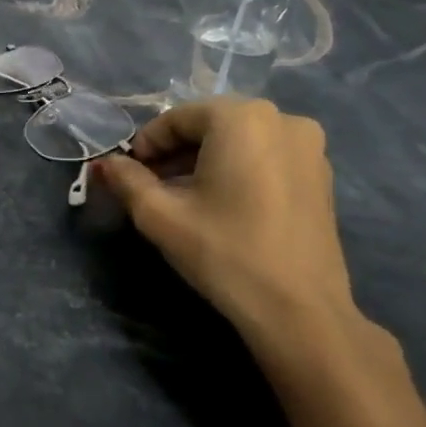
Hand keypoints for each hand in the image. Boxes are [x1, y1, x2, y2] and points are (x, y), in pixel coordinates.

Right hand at [93, 97, 357, 335]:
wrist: (298, 309)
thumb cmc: (223, 251)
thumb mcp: (159, 215)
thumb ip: (126, 180)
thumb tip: (104, 163)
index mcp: (241, 118)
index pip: (177, 118)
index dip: (146, 144)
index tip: (128, 174)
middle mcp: (282, 119)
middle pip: (210, 125)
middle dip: (175, 152)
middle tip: (150, 185)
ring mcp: (310, 147)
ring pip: (238, 141)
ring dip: (204, 160)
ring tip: (182, 197)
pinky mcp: (321, 175)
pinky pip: (265, 157)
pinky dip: (236, 170)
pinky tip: (220, 204)